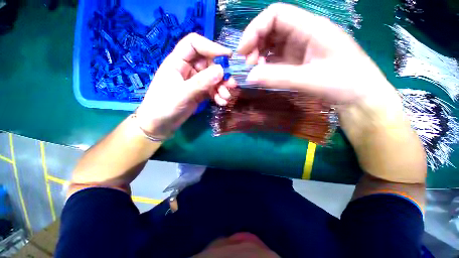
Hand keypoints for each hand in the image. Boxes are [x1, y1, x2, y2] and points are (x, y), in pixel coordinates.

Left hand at [135, 33, 235, 136]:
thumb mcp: (183, 93)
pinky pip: (213, 90)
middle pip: (209, 63)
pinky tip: (222, 102)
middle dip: (222, 73)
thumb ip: (202, 82)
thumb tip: (222, 70)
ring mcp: (195, 81)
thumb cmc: (164, 106)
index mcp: (178, 61)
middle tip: (232, 84)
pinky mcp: (200, 92)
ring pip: (213, 78)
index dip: (211, 47)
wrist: (160, 125)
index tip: (227, 57)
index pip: (195, 44)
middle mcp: (188, 68)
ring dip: (222, 87)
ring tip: (226, 97)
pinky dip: (219, 95)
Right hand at [238, 3, 425, 182]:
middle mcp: (304, 33)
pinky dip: (265, 65)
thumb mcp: (310, 80)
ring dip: (258, 55)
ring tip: (253, 71)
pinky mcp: (298, 61)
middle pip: (271, 28)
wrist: (360, 98)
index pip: (275, 14)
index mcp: (311, 28)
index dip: (255, 29)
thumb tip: (249, 78)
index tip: (243, 52)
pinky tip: (262, 74)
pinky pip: (276, 58)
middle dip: (254, 44)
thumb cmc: (345, 83)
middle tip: (247, 65)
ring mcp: (300, 48)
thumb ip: (278, 78)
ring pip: (271, 44)